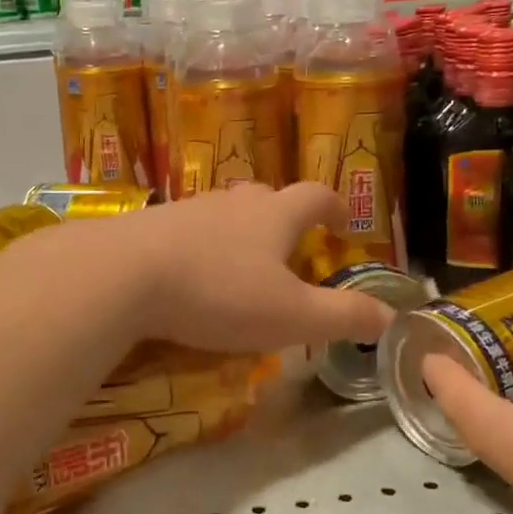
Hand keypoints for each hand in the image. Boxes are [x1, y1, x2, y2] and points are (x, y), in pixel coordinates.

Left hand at [112, 184, 394, 353]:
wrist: (122, 276)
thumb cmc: (218, 294)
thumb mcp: (291, 317)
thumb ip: (343, 317)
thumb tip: (390, 317)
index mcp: (274, 216)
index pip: (315, 196)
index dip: (334, 208)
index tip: (341, 225)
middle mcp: (233, 203)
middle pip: (267, 196)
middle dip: (283, 217)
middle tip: (288, 247)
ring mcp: (188, 209)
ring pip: (224, 211)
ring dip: (238, 230)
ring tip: (239, 263)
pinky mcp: (150, 225)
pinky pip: (186, 228)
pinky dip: (198, 245)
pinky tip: (188, 273)